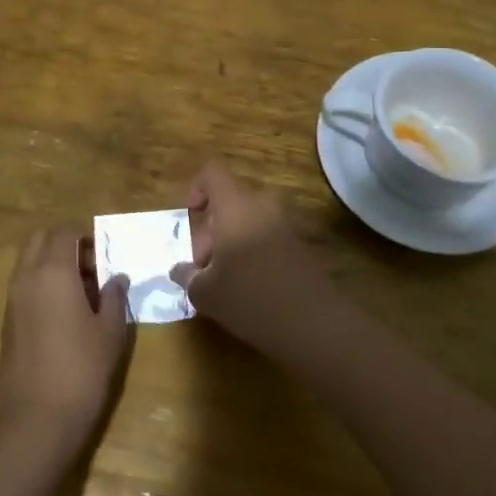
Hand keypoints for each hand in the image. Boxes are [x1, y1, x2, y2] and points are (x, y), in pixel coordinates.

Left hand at [0, 229, 130, 462]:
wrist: (35, 422)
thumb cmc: (81, 371)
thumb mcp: (110, 333)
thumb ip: (114, 298)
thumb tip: (115, 279)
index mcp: (53, 271)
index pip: (65, 232)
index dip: (86, 236)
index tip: (105, 256)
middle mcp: (26, 277)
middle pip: (40, 239)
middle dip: (64, 243)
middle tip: (91, 268)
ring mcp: (12, 300)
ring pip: (28, 262)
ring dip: (52, 264)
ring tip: (82, 293)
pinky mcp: (7, 323)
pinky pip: (24, 286)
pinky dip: (42, 285)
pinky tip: (64, 315)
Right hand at [174, 162, 330, 353]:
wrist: (315, 322)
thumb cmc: (250, 297)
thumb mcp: (206, 293)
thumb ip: (187, 276)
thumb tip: (179, 270)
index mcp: (236, 205)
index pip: (213, 172)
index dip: (197, 188)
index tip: (192, 217)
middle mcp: (264, 205)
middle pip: (231, 202)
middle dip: (212, 231)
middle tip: (205, 269)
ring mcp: (289, 224)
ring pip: (251, 221)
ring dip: (234, 243)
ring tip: (226, 282)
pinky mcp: (304, 245)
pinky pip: (270, 237)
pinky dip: (256, 253)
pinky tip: (253, 289)